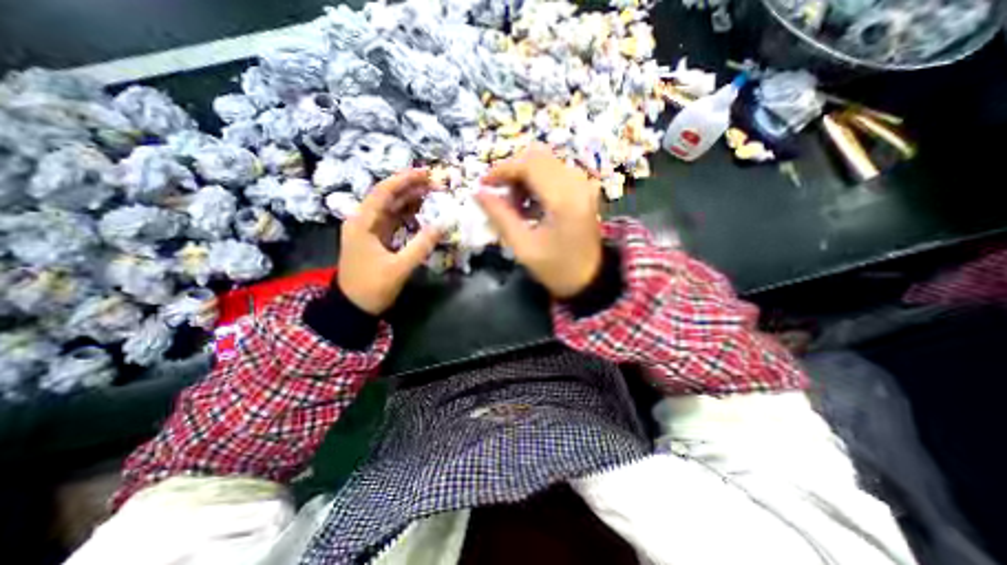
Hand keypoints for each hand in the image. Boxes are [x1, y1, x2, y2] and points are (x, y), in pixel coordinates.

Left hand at [338, 169, 440, 314]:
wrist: (353, 308)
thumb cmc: (372, 287)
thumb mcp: (399, 267)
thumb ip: (421, 245)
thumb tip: (443, 224)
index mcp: (362, 223)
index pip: (383, 192)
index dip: (404, 180)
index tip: (425, 173)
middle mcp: (363, 221)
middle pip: (387, 197)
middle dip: (410, 188)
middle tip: (434, 182)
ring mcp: (369, 230)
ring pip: (391, 208)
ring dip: (410, 200)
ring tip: (432, 193)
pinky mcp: (376, 239)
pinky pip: (393, 221)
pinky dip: (408, 215)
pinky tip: (422, 212)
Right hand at [476, 145, 600, 297]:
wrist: (590, 279)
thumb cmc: (556, 268)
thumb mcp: (523, 247)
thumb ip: (500, 216)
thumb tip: (478, 193)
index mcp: (563, 198)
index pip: (529, 164)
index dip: (502, 169)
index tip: (484, 184)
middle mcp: (577, 183)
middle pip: (537, 157)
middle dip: (513, 172)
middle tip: (499, 195)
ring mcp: (583, 184)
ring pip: (545, 162)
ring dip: (524, 177)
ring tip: (515, 205)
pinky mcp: (584, 190)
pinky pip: (555, 172)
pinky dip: (537, 182)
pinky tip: (531, 205)